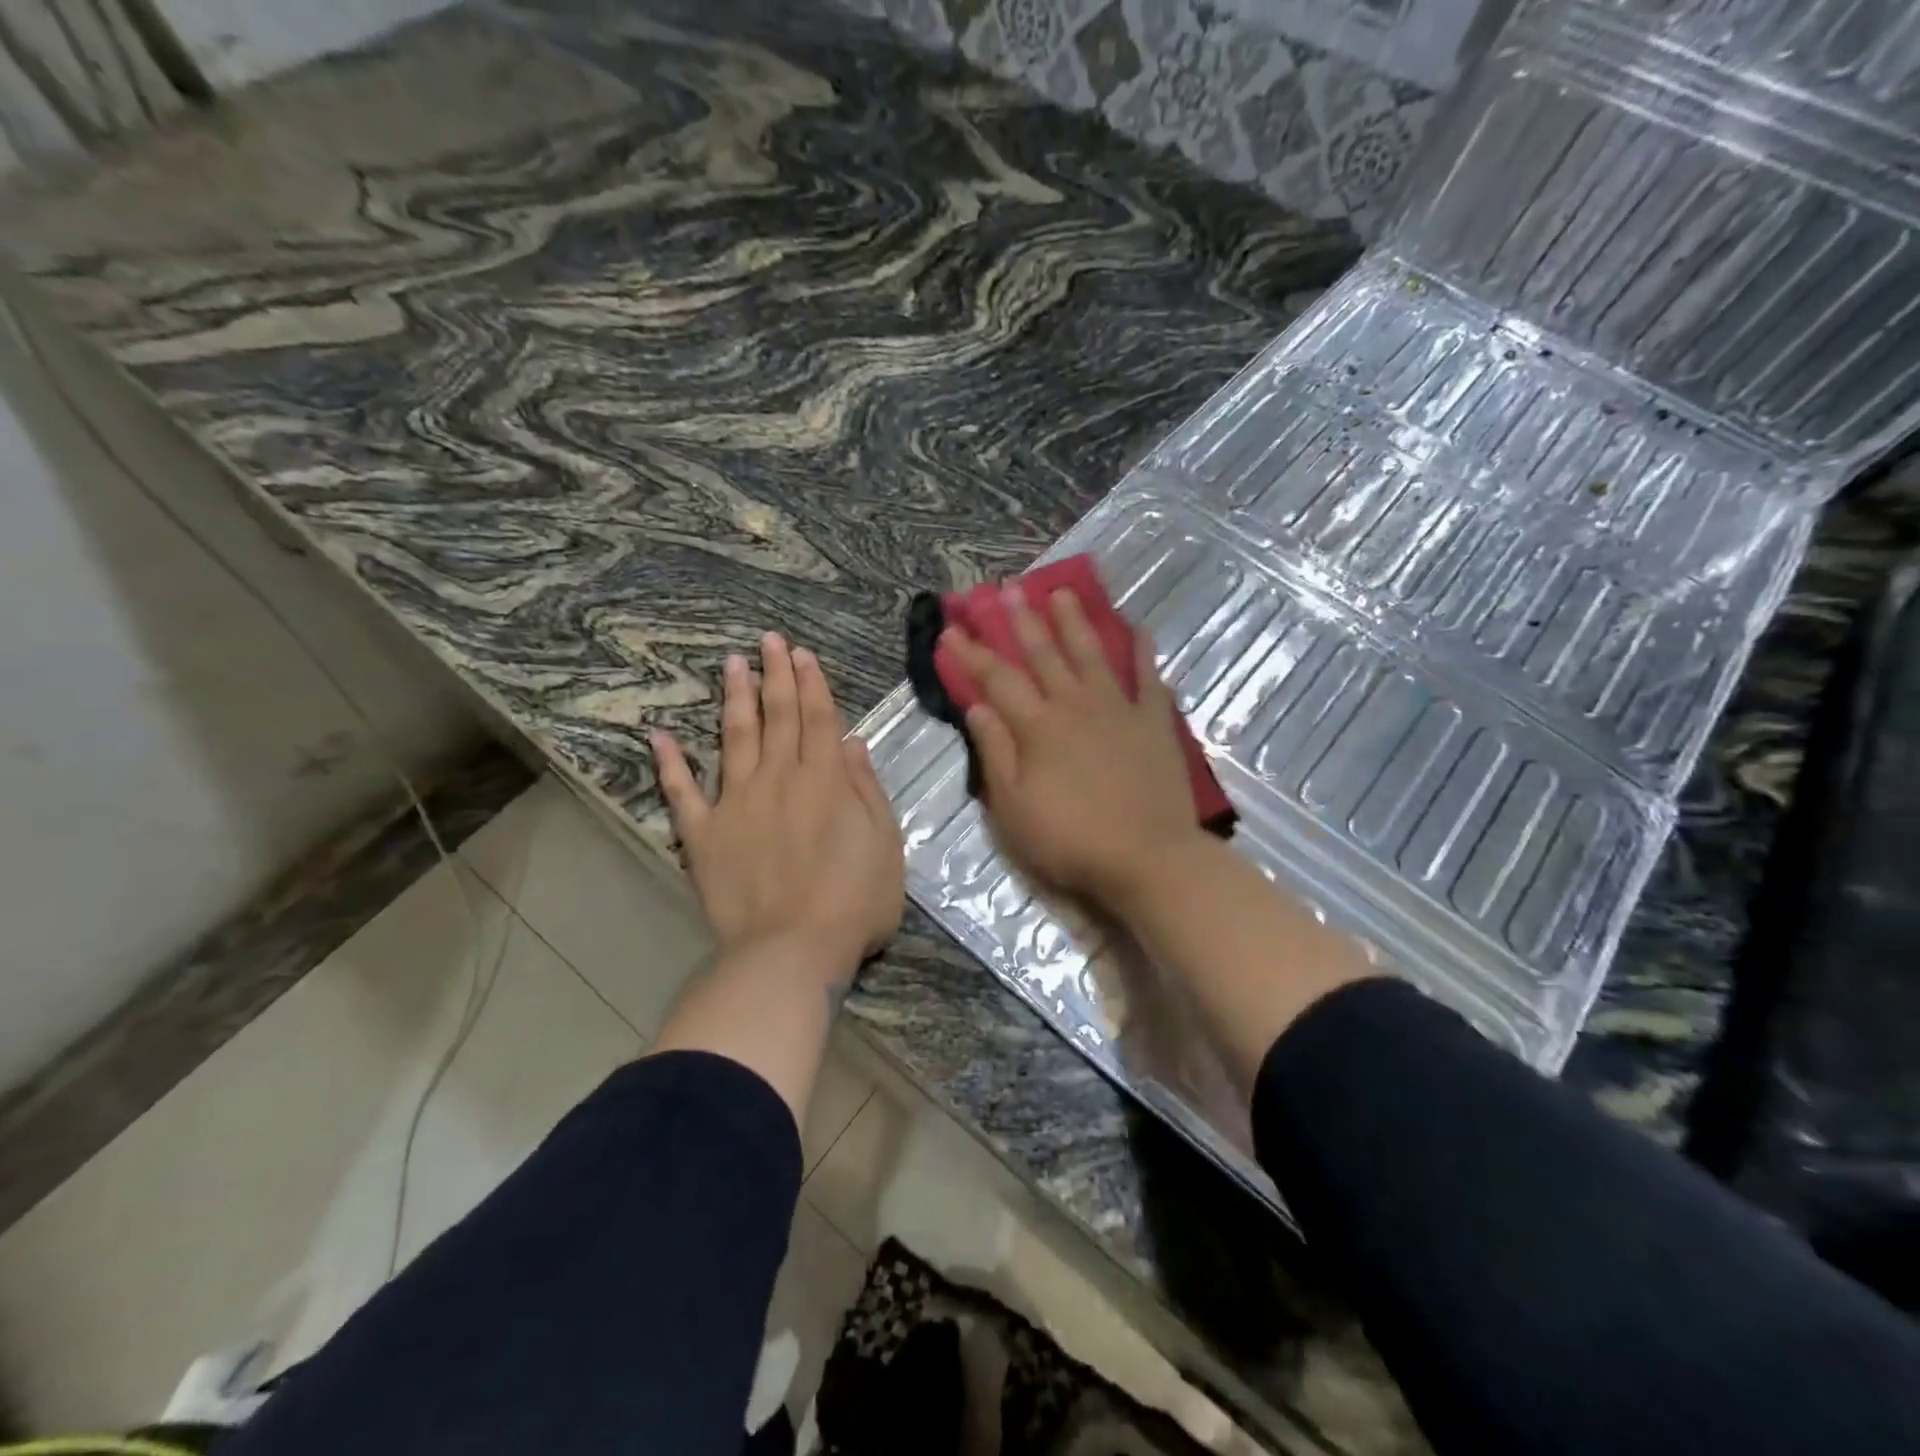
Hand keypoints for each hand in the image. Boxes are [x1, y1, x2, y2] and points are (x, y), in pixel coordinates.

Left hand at [650, 633, 903, 972]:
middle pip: (777, 717)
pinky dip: (670, 763)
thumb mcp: (884, 843)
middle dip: (775, 675)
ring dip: (734, 699)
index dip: (811, 683)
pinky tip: (660, 736)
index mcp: (824, 780)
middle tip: (768, 640)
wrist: (791, 950)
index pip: (818, 718)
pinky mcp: (703, 834)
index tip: (801, 654)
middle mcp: (778, 779)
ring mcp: (736, 803)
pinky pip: (682, 792)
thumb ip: (865, 789)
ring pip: (734, 738)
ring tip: (731, 664)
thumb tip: (850, 742)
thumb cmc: (853, 901)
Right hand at [942, 588, 1208, 906]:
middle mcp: (1075, 705)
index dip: (972, 654)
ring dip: (1074, 622)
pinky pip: (1147, 678)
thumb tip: (977, 707)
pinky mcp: (1153, 722)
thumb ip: (995, 752)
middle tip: (1008, 590)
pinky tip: (1137, 628)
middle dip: (1022, 622)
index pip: (997, 680)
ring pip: (1091, 655)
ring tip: (1062, 592)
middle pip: (1044, 655)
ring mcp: (1118, 710)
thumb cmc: (1070, 839)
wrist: (1147, 858)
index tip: (951, 630)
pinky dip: (1142, 652)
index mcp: (1038, 727)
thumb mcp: (1013, 807)